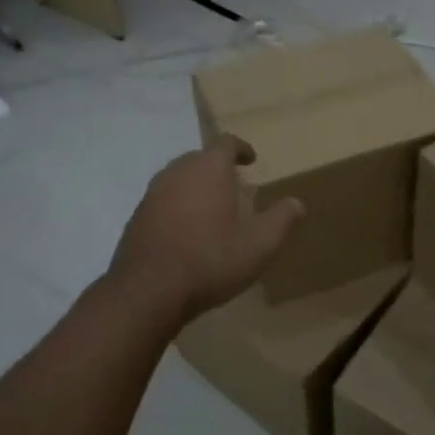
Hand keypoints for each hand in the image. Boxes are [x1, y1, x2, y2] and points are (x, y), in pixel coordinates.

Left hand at [106, 136, 303, 324]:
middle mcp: (177, 172)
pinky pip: (163, 200)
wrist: (148, 290)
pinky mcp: (137, 216)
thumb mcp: (258, 246)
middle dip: (217, 168)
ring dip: (196, 187)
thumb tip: (297, 203)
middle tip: (234, 186)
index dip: (240, 148)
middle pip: (199, 158)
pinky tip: (186, 231)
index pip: (226, 143)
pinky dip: (178, 206)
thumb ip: (281, 220)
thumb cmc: (210, 260)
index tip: (251, 160)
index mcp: (208, 169)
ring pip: (179, 178)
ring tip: (211, 208)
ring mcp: (153, 193)